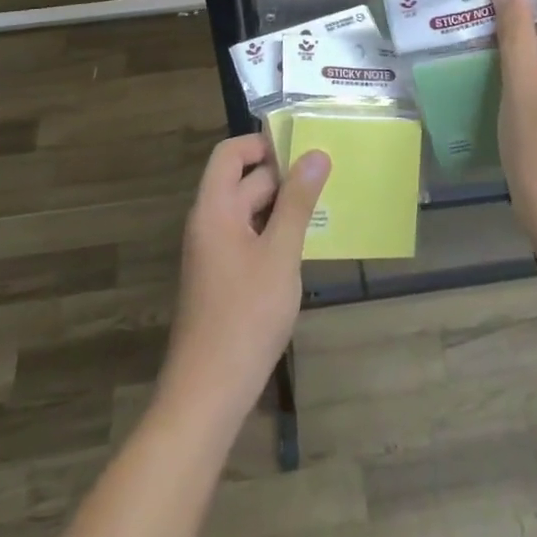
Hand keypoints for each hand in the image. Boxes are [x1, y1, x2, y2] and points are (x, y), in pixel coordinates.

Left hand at [159, 132, 330, 428]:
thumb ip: (298, 202)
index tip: (301, 146)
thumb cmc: (245, 316)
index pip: (230, 154)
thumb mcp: (280, 254)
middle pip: (243, 181)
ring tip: (325, 204)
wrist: (208, 393)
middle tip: (328, 173)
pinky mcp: (223, 279)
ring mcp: (214, 253)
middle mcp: (209, 224)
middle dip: (282, 175)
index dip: (261, 143)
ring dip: (283, 205)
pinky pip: (249, 238)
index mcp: (214, 209)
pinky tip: (305, 244)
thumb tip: (316, 154)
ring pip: (249, 212)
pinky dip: (275, 232)